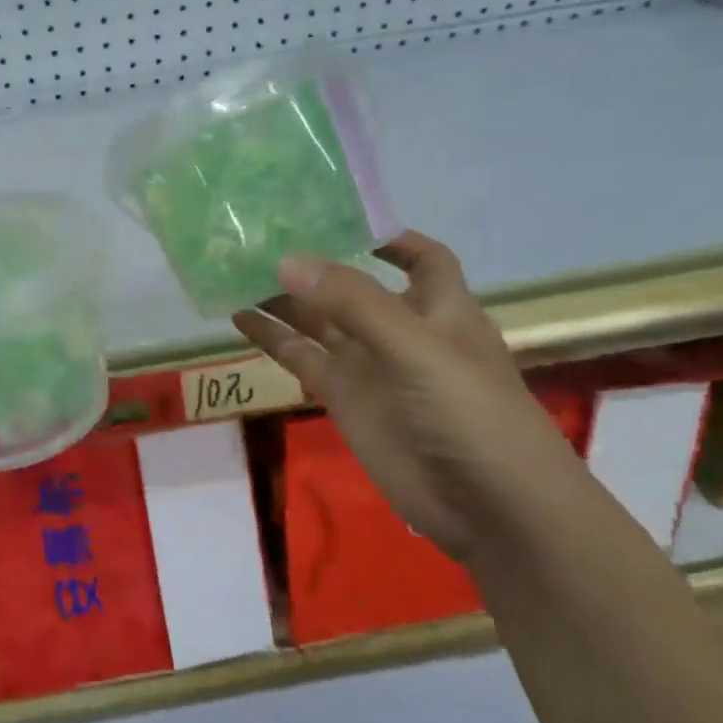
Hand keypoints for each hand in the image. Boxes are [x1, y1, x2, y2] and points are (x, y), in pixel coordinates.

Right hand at [232, 233, 593, 559]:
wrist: (487, 506)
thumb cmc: (469, 412)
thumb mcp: (416, 347)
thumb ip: (353, 303)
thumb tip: (287, 260)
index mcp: (438, 306)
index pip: (420, 258)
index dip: (388, 237)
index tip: (338, 216)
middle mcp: (401, 329)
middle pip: (352, 285)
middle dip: (314, 262)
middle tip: (258, 237)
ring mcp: (369, 364)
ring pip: (318, 320)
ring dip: (283, 298)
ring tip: (235, 270)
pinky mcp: (344, 398)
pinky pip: (302, 358)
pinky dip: (272, 338)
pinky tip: (239, 318)